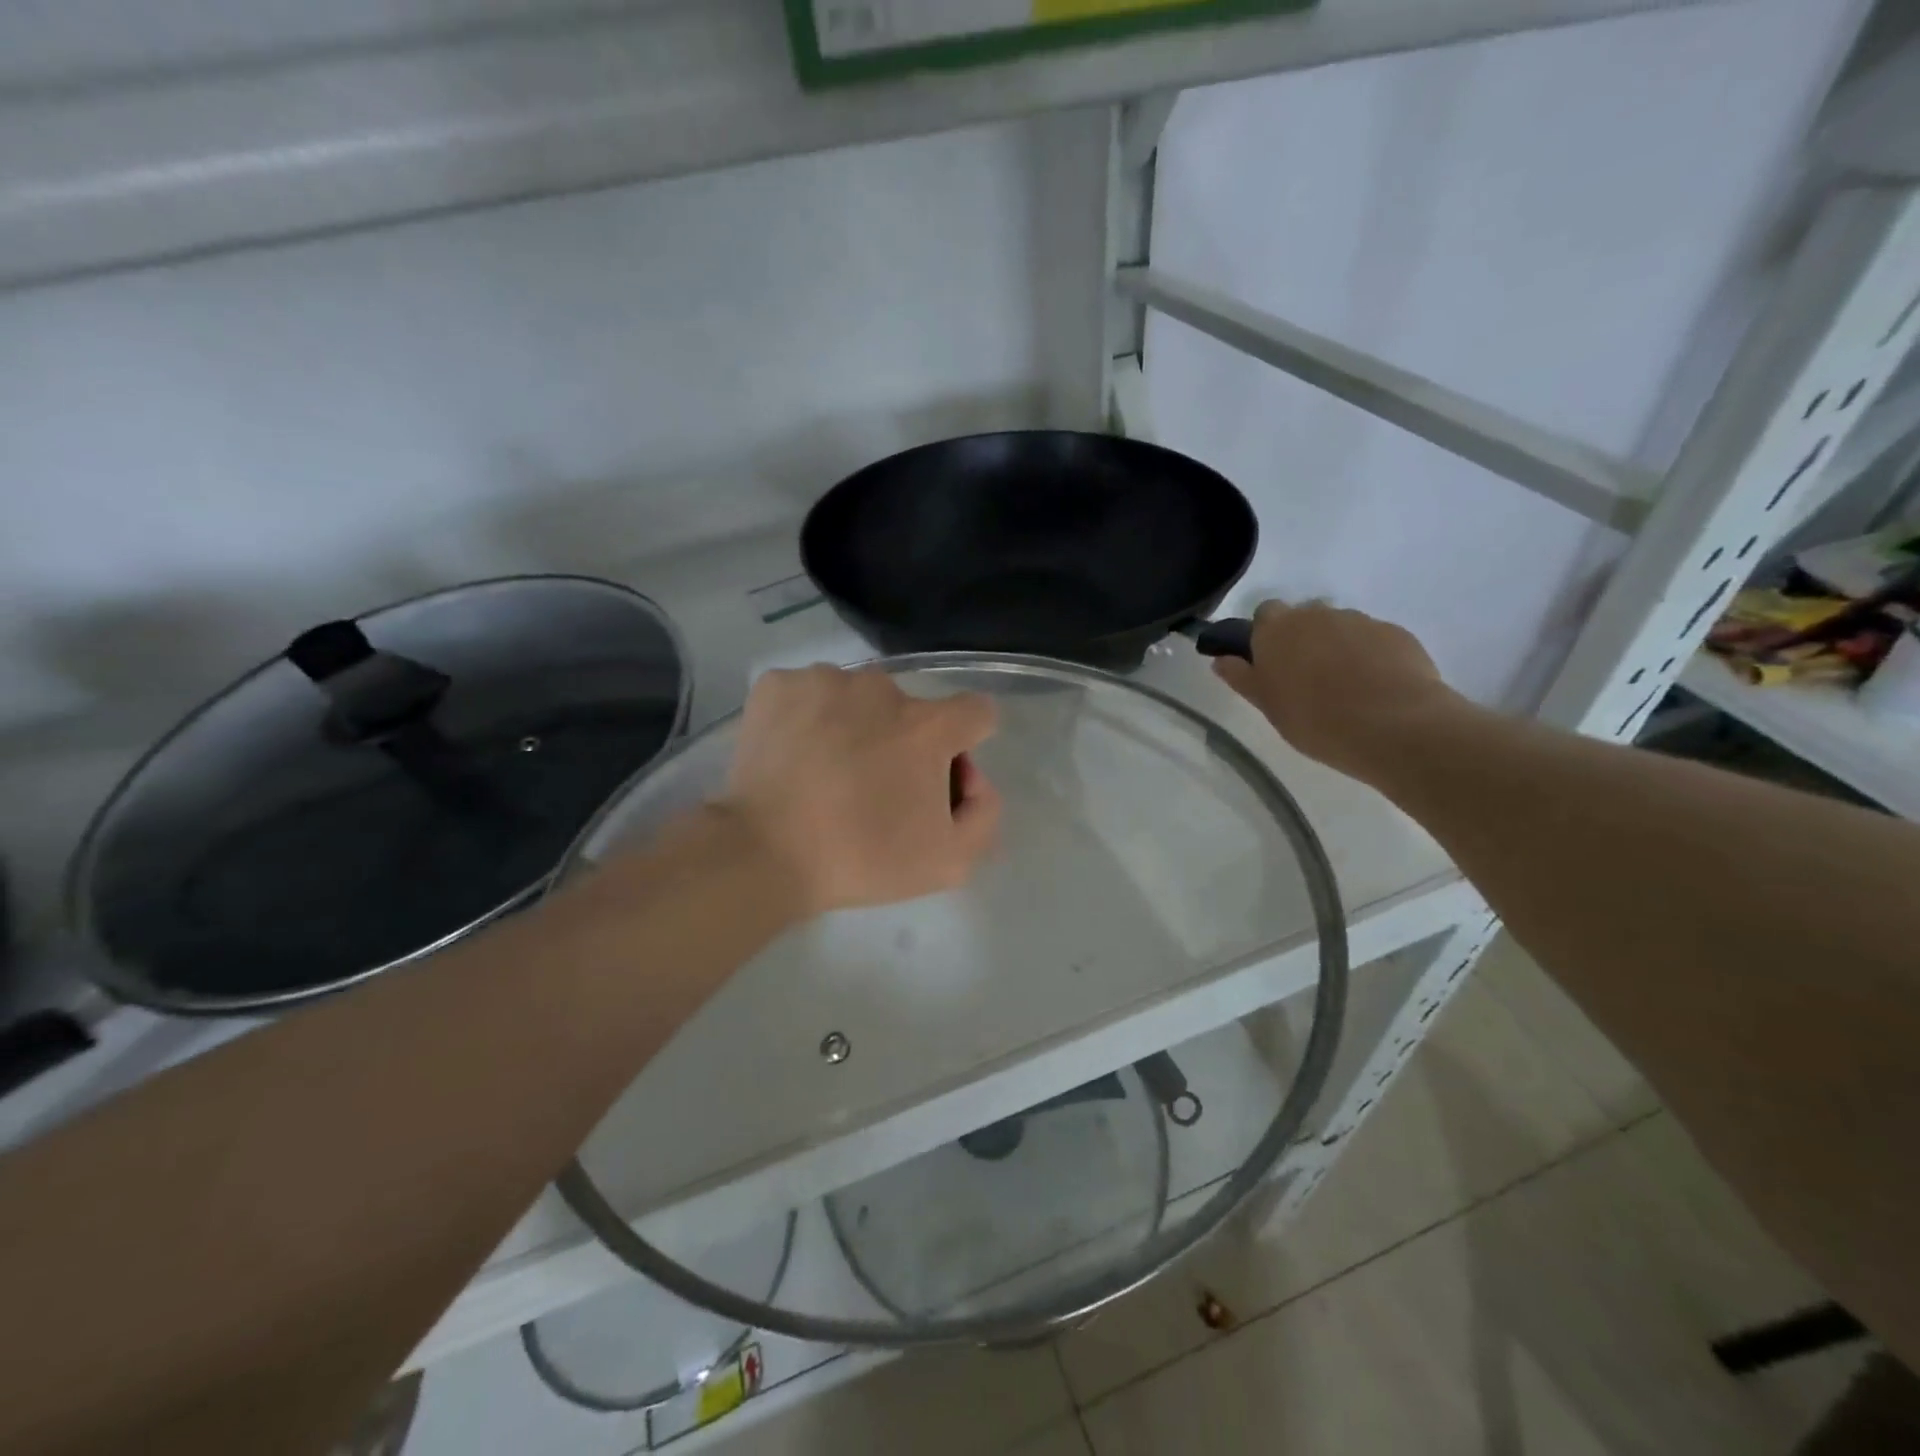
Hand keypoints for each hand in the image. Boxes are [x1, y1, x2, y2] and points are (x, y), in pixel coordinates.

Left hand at [718, 665, 1001, 915]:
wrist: (762, 854)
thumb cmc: (861, 857)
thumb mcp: (949, 861)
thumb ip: (983, 811)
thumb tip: (972, 776)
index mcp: (927, 725)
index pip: (975, 712)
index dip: (963, 745)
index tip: (935, 778)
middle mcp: (881, 687)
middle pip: (909, 709)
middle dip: (901, 741)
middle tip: (870, 788)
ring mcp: (824, 680)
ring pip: (856, 698)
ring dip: (852, 726)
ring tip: (824, 772)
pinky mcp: (777, 684)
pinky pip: (808, 693)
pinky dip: (806, 717)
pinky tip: (792, 754)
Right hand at [1211, 600, 1455, 781]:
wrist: (1394, 726)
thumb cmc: (1315, 720)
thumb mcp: (1268, 706)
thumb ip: (1243, 678)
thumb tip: (1221, 660)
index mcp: (1277, 630)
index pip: (1264, 613)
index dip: (1266, 634)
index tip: (1270, 663)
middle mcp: (1317, 614)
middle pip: (1304, 617)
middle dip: (1303, 639)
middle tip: (1306, 679)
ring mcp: (1360, 621)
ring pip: (1340, 627)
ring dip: (1337, 647)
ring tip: (1346, 688)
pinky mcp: (1396, 633)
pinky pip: (1373, 640)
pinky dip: (1370, 657)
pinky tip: (1375, 689)